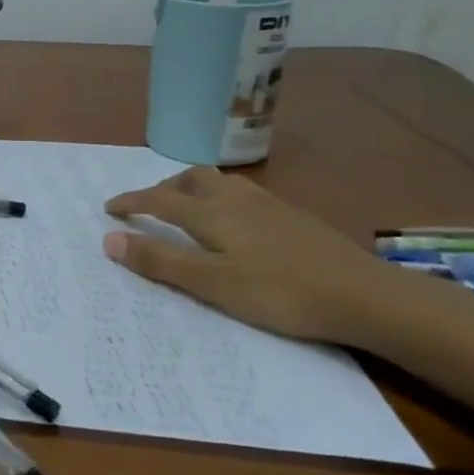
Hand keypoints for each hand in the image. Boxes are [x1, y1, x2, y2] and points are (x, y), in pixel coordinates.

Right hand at [102, 167, 454, 349]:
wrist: (364, 295)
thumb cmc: (279, 292)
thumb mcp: (212, 284)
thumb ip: (160, 262)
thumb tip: (109, 240)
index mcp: (211, 213)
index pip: (159, 199)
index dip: (131, 201)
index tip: (109, 208)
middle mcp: (236, 199)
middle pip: (192, 178)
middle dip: (164, 187)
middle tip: (150, 206)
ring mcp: (269, 205)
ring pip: (221, 183)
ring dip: (194, 190)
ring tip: (189, 211)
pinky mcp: (294, 217)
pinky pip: (244, 195)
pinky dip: (223, 200)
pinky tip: (237, 225)